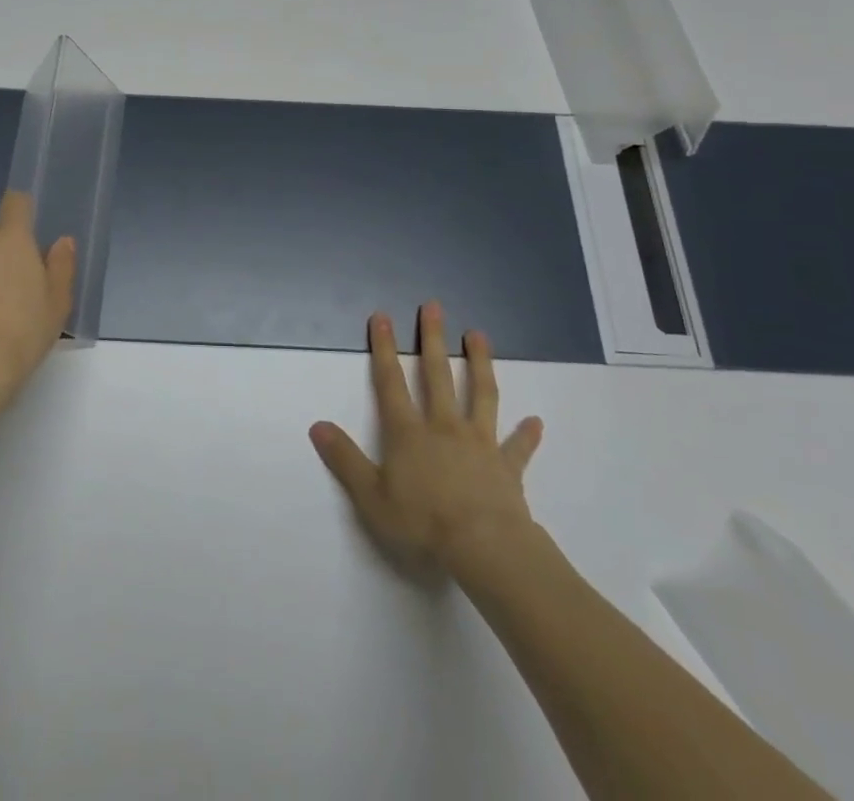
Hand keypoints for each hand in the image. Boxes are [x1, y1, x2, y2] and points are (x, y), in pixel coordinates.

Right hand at [310, 302, 544, 578]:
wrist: (485, 548)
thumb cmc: (423, 523)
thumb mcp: (371, 496)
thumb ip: (344, 459)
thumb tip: (317, 425)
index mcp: (408, 433)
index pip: (391, 382)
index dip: (384, 349)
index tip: (382, 317)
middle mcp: (443, 427)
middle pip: (437, 375)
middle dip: (433, 339)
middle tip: (434, 306)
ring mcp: (479, 443)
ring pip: (480, 394)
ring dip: (480, 363)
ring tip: (479, 335)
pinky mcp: (507, 467)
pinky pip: (517, 447)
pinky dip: (526, 434)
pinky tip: (536, 422)